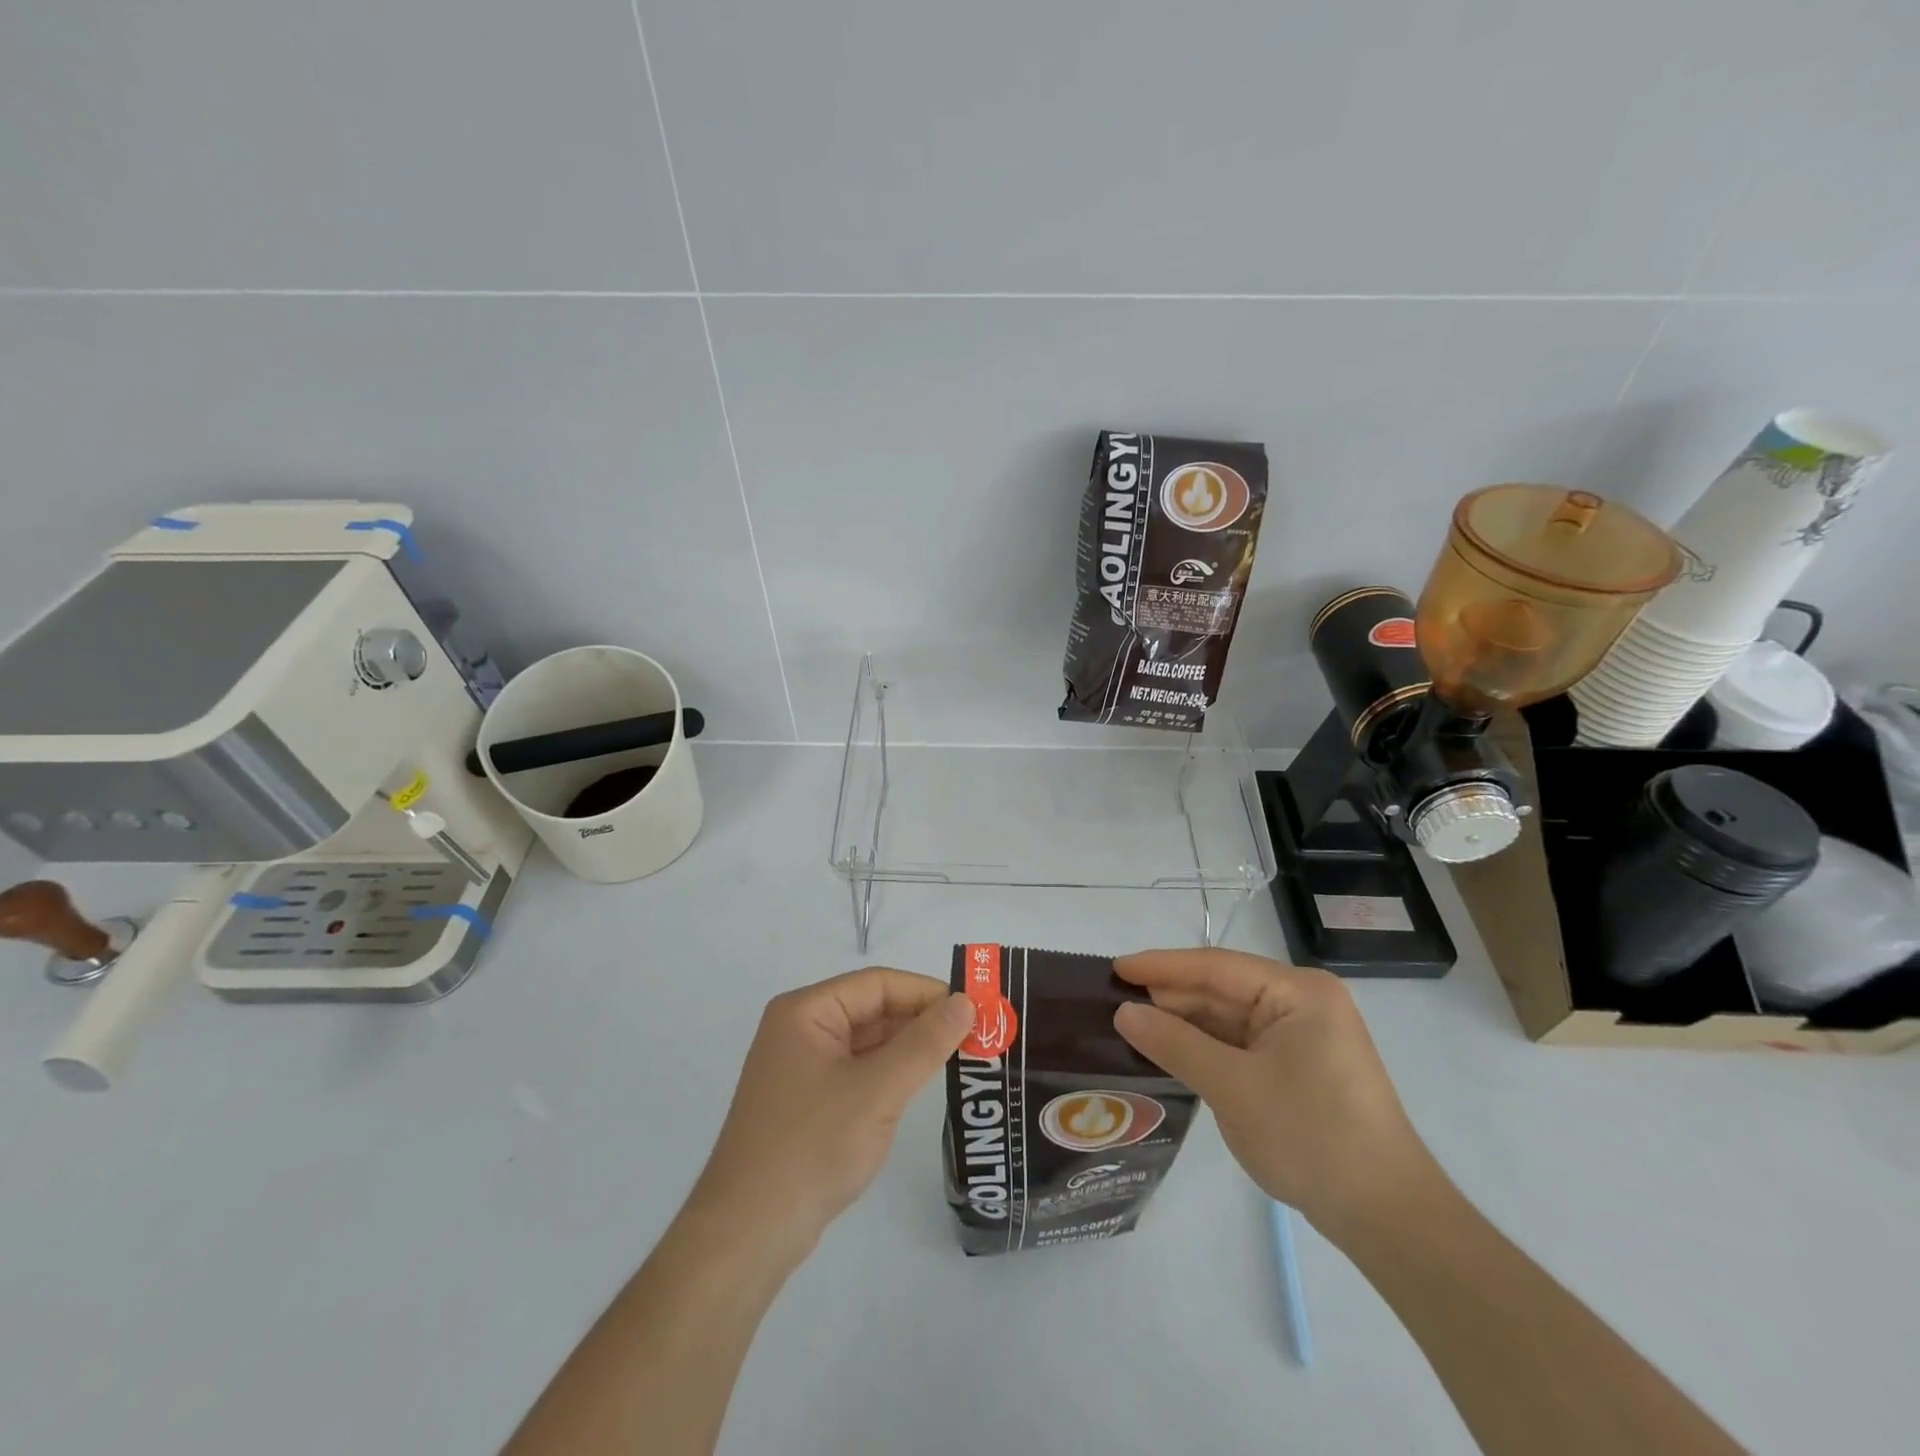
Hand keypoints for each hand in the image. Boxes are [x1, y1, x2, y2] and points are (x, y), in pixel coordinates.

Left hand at [687, 968, 974, 1260]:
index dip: (927, 991)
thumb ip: (925, 1043)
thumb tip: (966, 1002)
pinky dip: (890, 1073)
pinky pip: (858, 1071)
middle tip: (977, 1033)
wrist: (748, 1235)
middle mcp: (800, 1029)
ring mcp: (802, 1067)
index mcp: (806, 1011)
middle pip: (872, 1009)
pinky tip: (921, 1083)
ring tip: (961, 1055)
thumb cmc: (812, 1146)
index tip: (975, 1007)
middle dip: (922, 1019)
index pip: (878, 983)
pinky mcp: (808, 1102)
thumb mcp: (877, 1090)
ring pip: (867, 1042)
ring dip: (910, 1047)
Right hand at [1113, 949, 1443, 1238]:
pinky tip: (1170, 1051)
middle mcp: (1302, 1002)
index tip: (1114, 968)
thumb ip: (1175, 1044)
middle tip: (1114, 1002)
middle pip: (1222, 990)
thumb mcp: (1233, 1088)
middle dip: (1170, 997)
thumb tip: (1123, 1013)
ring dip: (1184, 1024)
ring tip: (1131, 1025)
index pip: (1217, 967)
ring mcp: (1302, 1035)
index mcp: (1298, 992)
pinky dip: (1205, 1048)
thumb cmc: (1311, 1137)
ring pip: (1228, 1018)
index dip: (1162, 967)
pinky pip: (1241, 1044)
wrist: (1387, 1217)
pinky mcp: (1298, 1065)